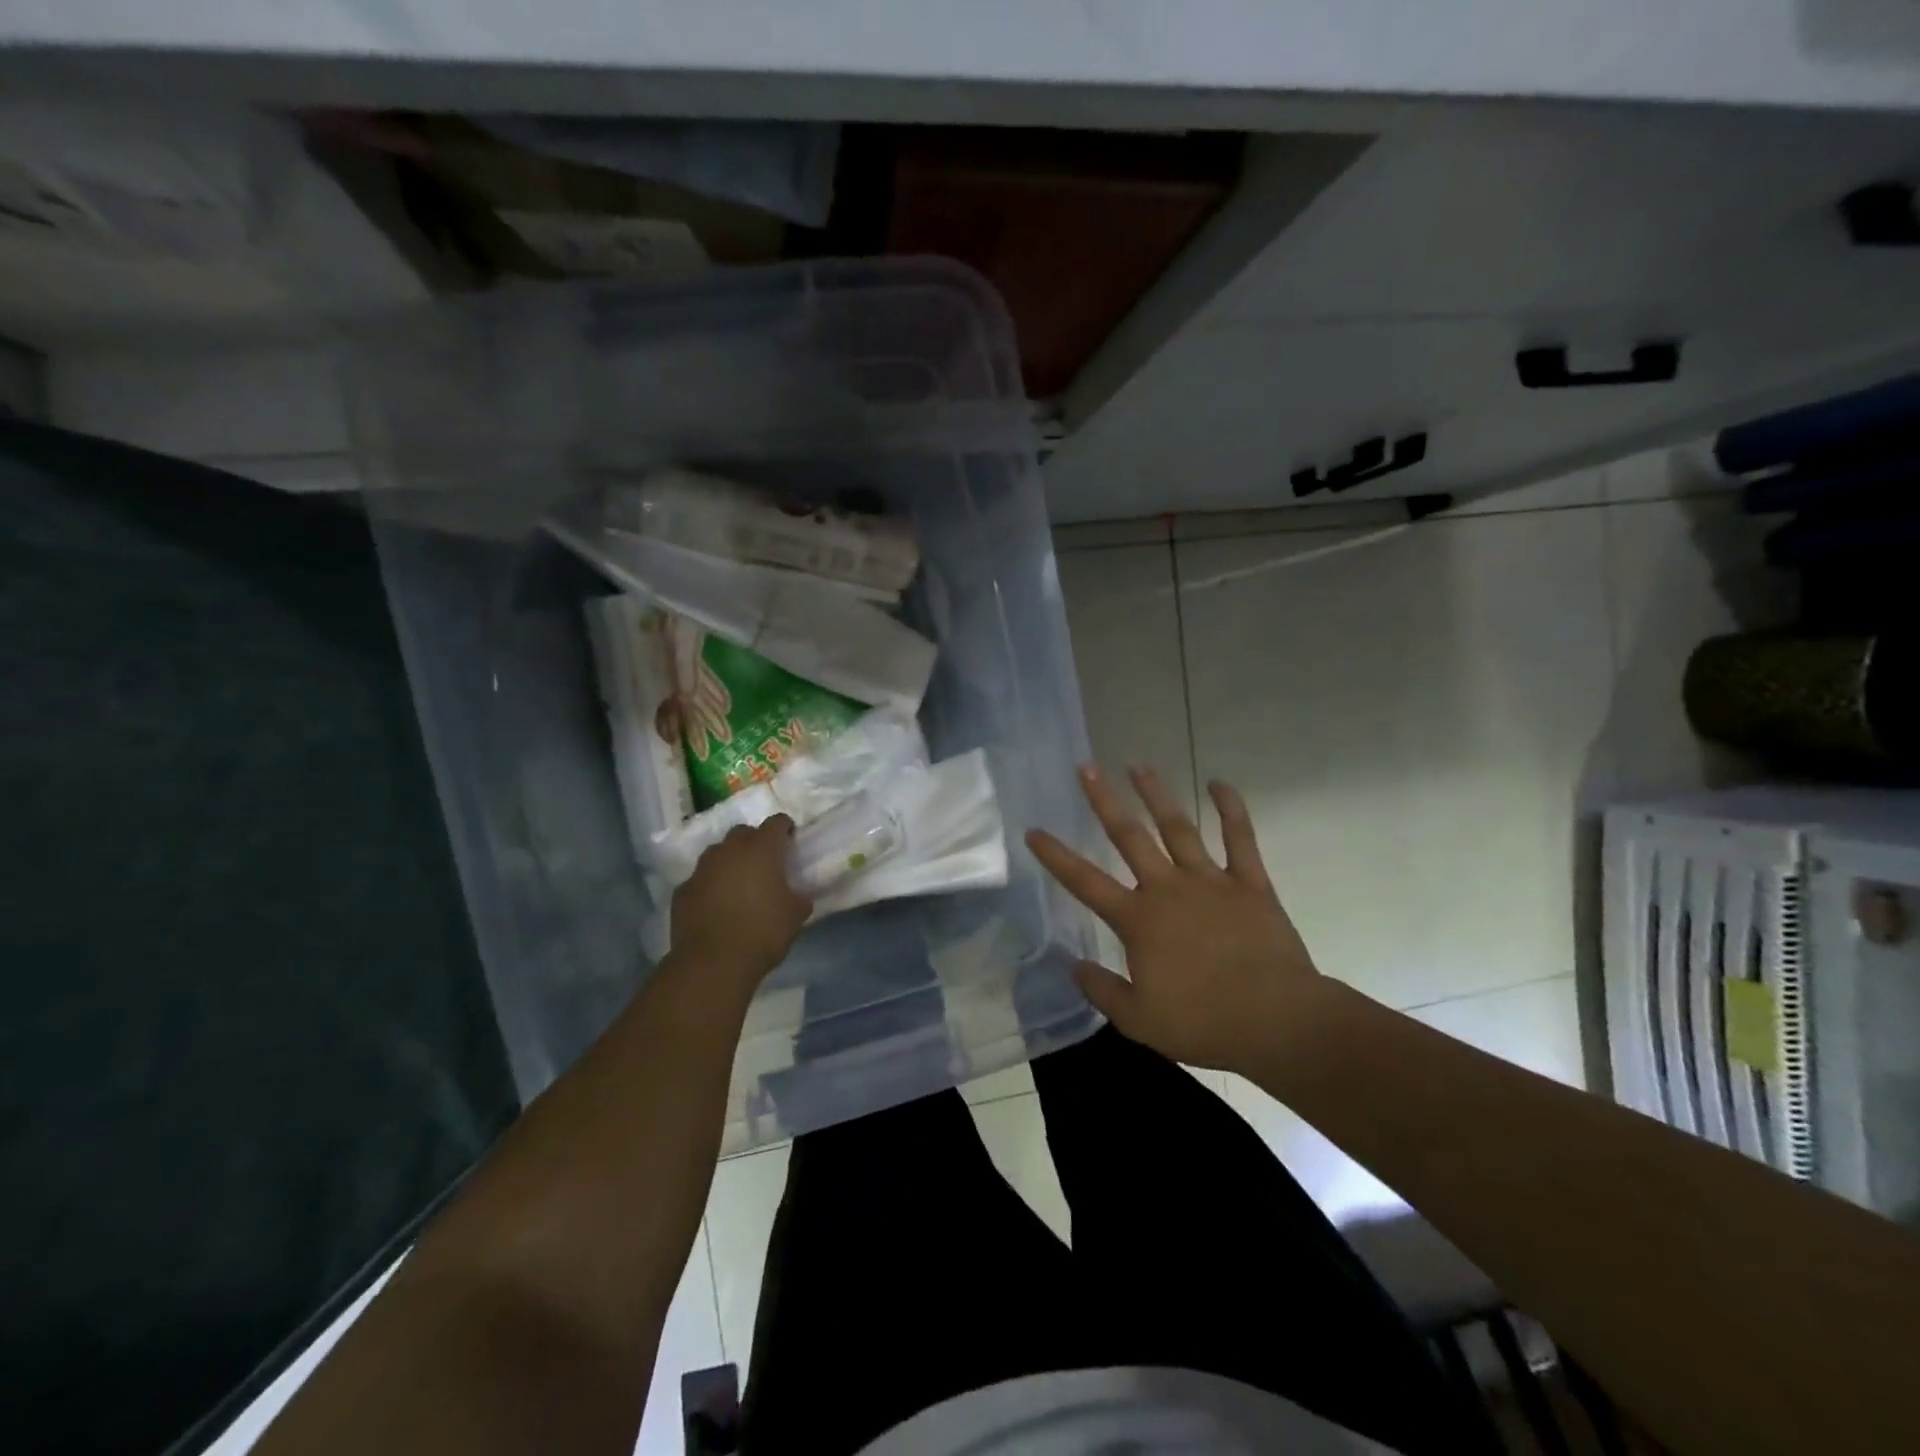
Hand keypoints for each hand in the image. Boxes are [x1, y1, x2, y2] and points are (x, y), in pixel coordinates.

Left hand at [669, 817, 811, 988]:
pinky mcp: (682, 891)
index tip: (790, 841)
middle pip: (743, 833)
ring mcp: (701, 869)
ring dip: (729, 863)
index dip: (785, 829)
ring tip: (738, 886)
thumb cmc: (762, 932)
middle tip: (764, 864)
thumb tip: (796, 896)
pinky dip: (710, 887)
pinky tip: (716, 907)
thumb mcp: (795, 915)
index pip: (776, 823)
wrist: (713, 963)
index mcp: (761, 849)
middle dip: (754, 843)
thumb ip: (798, 898)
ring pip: (718, 854)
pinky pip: (700, 880)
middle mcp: (729, 851)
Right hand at [1027, 766, 1323, 1073]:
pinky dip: (1231, 809)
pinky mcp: (1250, 884)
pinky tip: (1219, 784)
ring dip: (1157, 795)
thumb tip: (1073, 966)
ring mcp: (1210, 881)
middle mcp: (1167, 889)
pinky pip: (1240, 839)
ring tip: (1138, 766)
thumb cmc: (1204, 1023)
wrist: (1277, 1021)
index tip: (1034, 830)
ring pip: (1178, 828)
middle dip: (1104, 801)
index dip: (1056, 856)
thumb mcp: (1139, 1020)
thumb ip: (1103, 990)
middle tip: (1087, 768)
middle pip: (1129, 837)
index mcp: (1138, 920)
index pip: (1085, 881)